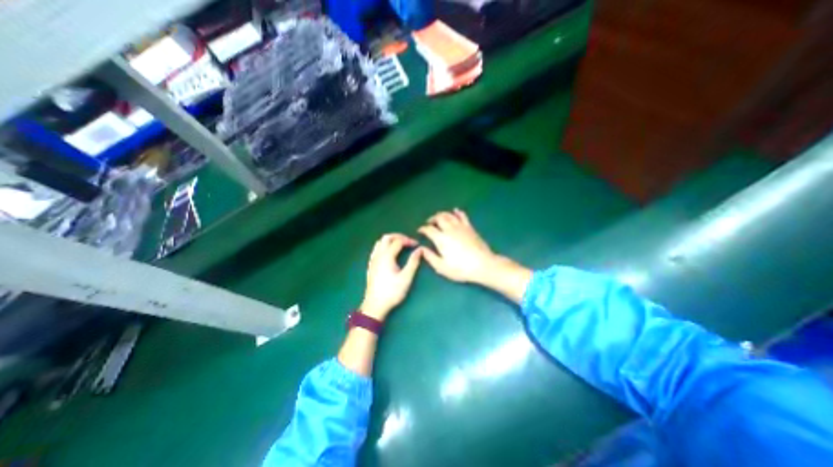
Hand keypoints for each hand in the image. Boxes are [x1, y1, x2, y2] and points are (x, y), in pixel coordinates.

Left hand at [361, 234, 422, 320]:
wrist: (375, 305)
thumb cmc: (392, 292)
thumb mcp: (406, 278)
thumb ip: (413, 262)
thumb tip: (420, 250)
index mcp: (387, 256)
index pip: (398, 241)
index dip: (408, 240)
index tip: (417, 245)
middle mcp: (378, 255)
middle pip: (386, 237)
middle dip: (398, 236)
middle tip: (408, 241)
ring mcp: (373, 260)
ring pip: (380, 242)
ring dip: (390, 240)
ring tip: (400, 245)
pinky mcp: (370, 265)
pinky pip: (376, 249)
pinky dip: (384, 246)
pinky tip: (389, 253)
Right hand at [420, 208, 495, 282]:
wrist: (483, 265)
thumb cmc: (460, 268)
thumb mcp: (442, 267)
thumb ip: (430, 257)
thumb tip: (421, 248)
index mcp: (441, 239)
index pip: (429, 229)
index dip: (422, 229)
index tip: (420, 231)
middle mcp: (449, 229)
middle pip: (438, 218)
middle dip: (431, 219)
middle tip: (429, 223)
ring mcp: (461, 227)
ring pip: (449, 215)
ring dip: (442, 214)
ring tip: (438, 218)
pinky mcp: (470, 227)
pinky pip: (462, 216)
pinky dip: (457, 212)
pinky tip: (455, 211)